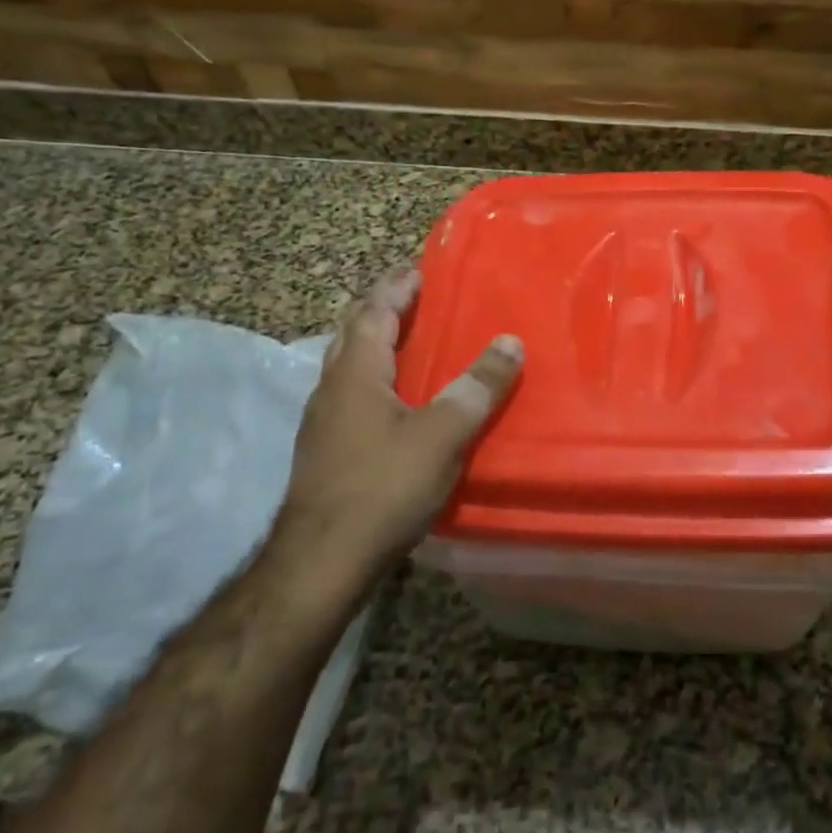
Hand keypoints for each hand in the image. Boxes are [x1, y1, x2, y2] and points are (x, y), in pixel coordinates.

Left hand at [274, 264, 522, 573]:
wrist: (321, 563)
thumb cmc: (382, 488)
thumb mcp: (442, 435)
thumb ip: (477, 387)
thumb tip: (510, 342)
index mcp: (355, 373)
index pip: (373, 312)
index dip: (396, 287)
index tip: (418, 269)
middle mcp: (332, 388)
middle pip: (353, 332)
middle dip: (381, 308)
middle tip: (415, 297)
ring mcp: (323, 422)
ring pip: (349, 365)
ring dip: (376, 343)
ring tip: (410, 340)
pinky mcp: (326, 451)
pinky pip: (353, 394)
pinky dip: (376, 377)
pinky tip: (397, 399)